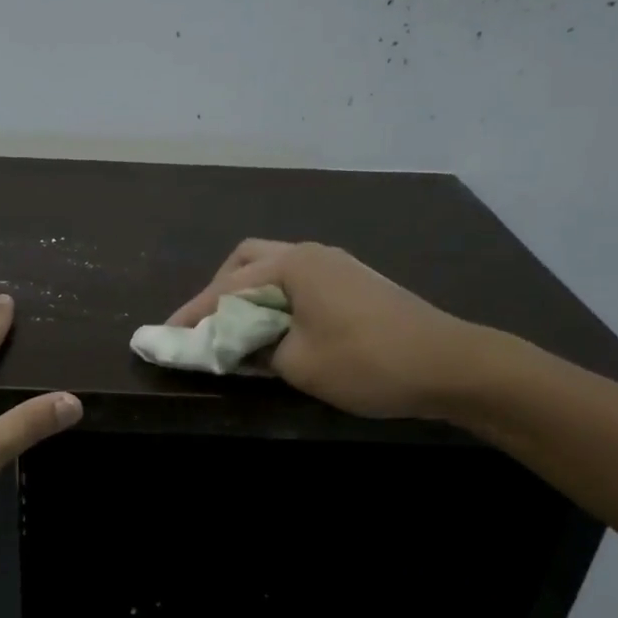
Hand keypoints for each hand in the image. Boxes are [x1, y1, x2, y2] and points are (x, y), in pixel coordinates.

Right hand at [167, 240, 490, 417]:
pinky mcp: (355, 282)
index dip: (194, 313)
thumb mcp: (299, 364)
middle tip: (207, 325)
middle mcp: (311, 253)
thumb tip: (238, 344)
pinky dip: (277, 300)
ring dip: (250, 294)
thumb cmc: (368, 362)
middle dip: (220, 290)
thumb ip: (256, 350)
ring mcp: (337, 265)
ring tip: (237, 329)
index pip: (227, 287)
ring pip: (275, 269)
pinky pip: (300, 282)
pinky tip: (278, 328)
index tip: (166, 336)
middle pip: (248, 260)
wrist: (451, 364)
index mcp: (293, 265)